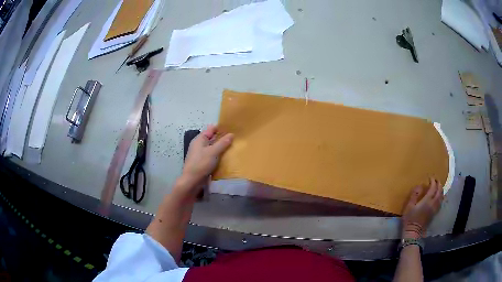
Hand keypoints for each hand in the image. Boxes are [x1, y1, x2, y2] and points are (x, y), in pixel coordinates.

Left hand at [180, 125, 233, 188]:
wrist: (192, 181)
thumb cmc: (201, 164)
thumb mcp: (213, 152)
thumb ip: (223, 143)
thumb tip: (232, 134)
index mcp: (200, 139)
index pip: (211, 129)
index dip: (221, 128)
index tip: (233, 129)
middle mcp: (199, 145)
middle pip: (212, 138)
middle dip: (223, 138)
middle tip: (236, 139)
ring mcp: (200, 154)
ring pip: (213, 148)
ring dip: (221, 148)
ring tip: (233, 148)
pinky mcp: (202, 162)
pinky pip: (212, 156)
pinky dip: (218, 156)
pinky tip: (226, 158)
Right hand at [401, 178, 443, 238]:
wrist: (413, 232)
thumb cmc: (410, 219)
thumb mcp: (409, 206)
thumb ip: (414, 195)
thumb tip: (419, 186)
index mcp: (427, 200)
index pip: (433, 188)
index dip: (433, 181)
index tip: (430, 178)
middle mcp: (433, 203)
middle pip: (439, 191)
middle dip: (438, 184)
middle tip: (436, 180)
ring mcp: (434, 209)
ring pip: (441, 197)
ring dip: (441, 190)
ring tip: (439, 187)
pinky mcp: (434, 214)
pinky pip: (440, 203)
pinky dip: (441, 198)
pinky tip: (439, 198)